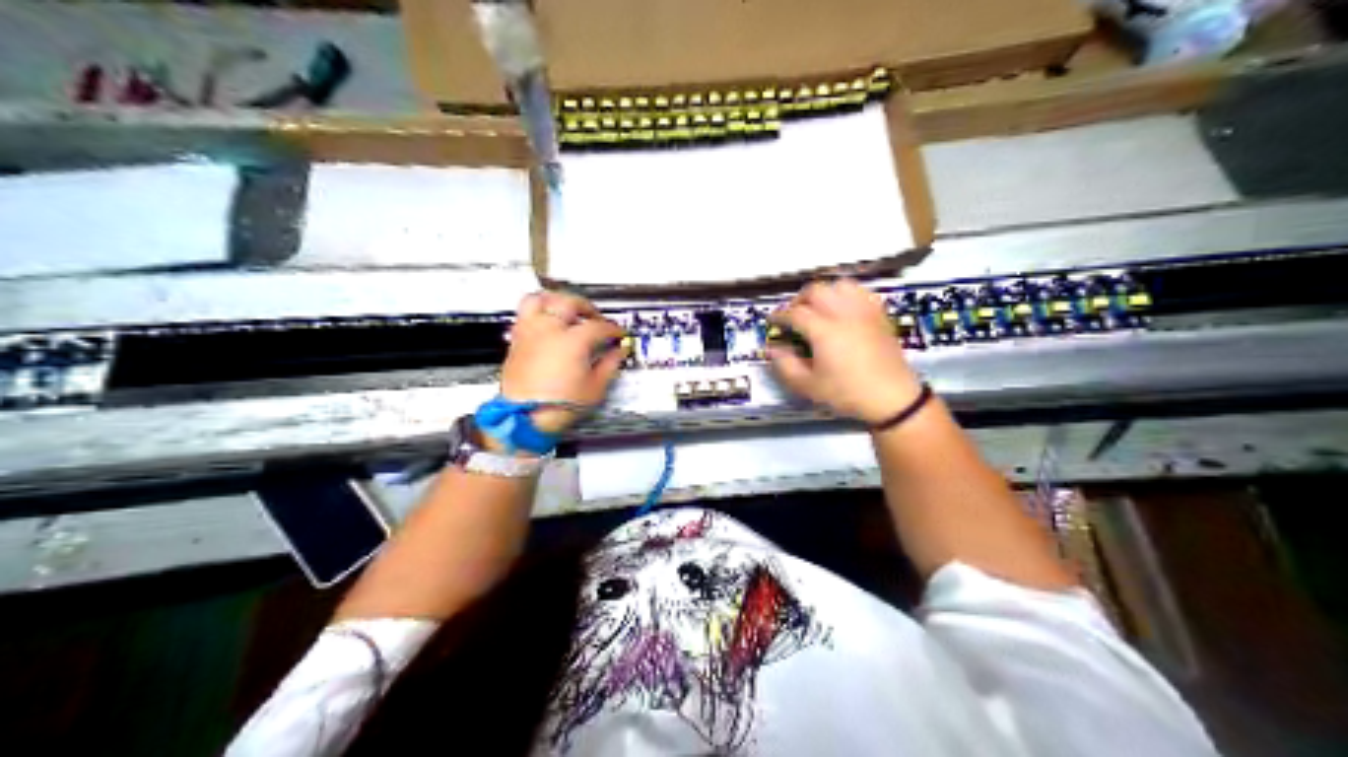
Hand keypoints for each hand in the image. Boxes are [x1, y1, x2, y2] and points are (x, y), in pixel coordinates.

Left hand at [501, 293, 626, 439]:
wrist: (524, 418)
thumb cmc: (557, 406)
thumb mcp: (594, 389)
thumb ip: (609, 365)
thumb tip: (618, 353)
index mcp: (572, 340)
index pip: (598, 326)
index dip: (612, 329)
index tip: (618, 335)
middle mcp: (549, 330)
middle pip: (569, 302)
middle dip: (587, 307)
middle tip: (595, 317)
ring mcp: (530, 333)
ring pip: (540, 299)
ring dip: (556, 300)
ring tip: (566, 309)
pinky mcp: (516, 341)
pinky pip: (524, 314)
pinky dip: (538, 312)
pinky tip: (547, 323)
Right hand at [770, 277, 927, 424]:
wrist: (892, 397)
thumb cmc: (847, 393)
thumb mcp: (809, 386)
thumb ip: (785, 366)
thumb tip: (773, 349)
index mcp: (823, 330)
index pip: (794, 313)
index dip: (779, 315)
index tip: (772, 321)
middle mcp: (843, 313)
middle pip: (816, 291)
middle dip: (800, 300)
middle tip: (794, 314)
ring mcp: (864, 311)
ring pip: (840, 285)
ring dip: (824, 293)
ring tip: (819, 307)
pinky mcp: (879, 314)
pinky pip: (861, 292)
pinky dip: (847, 295)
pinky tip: (844, 309)